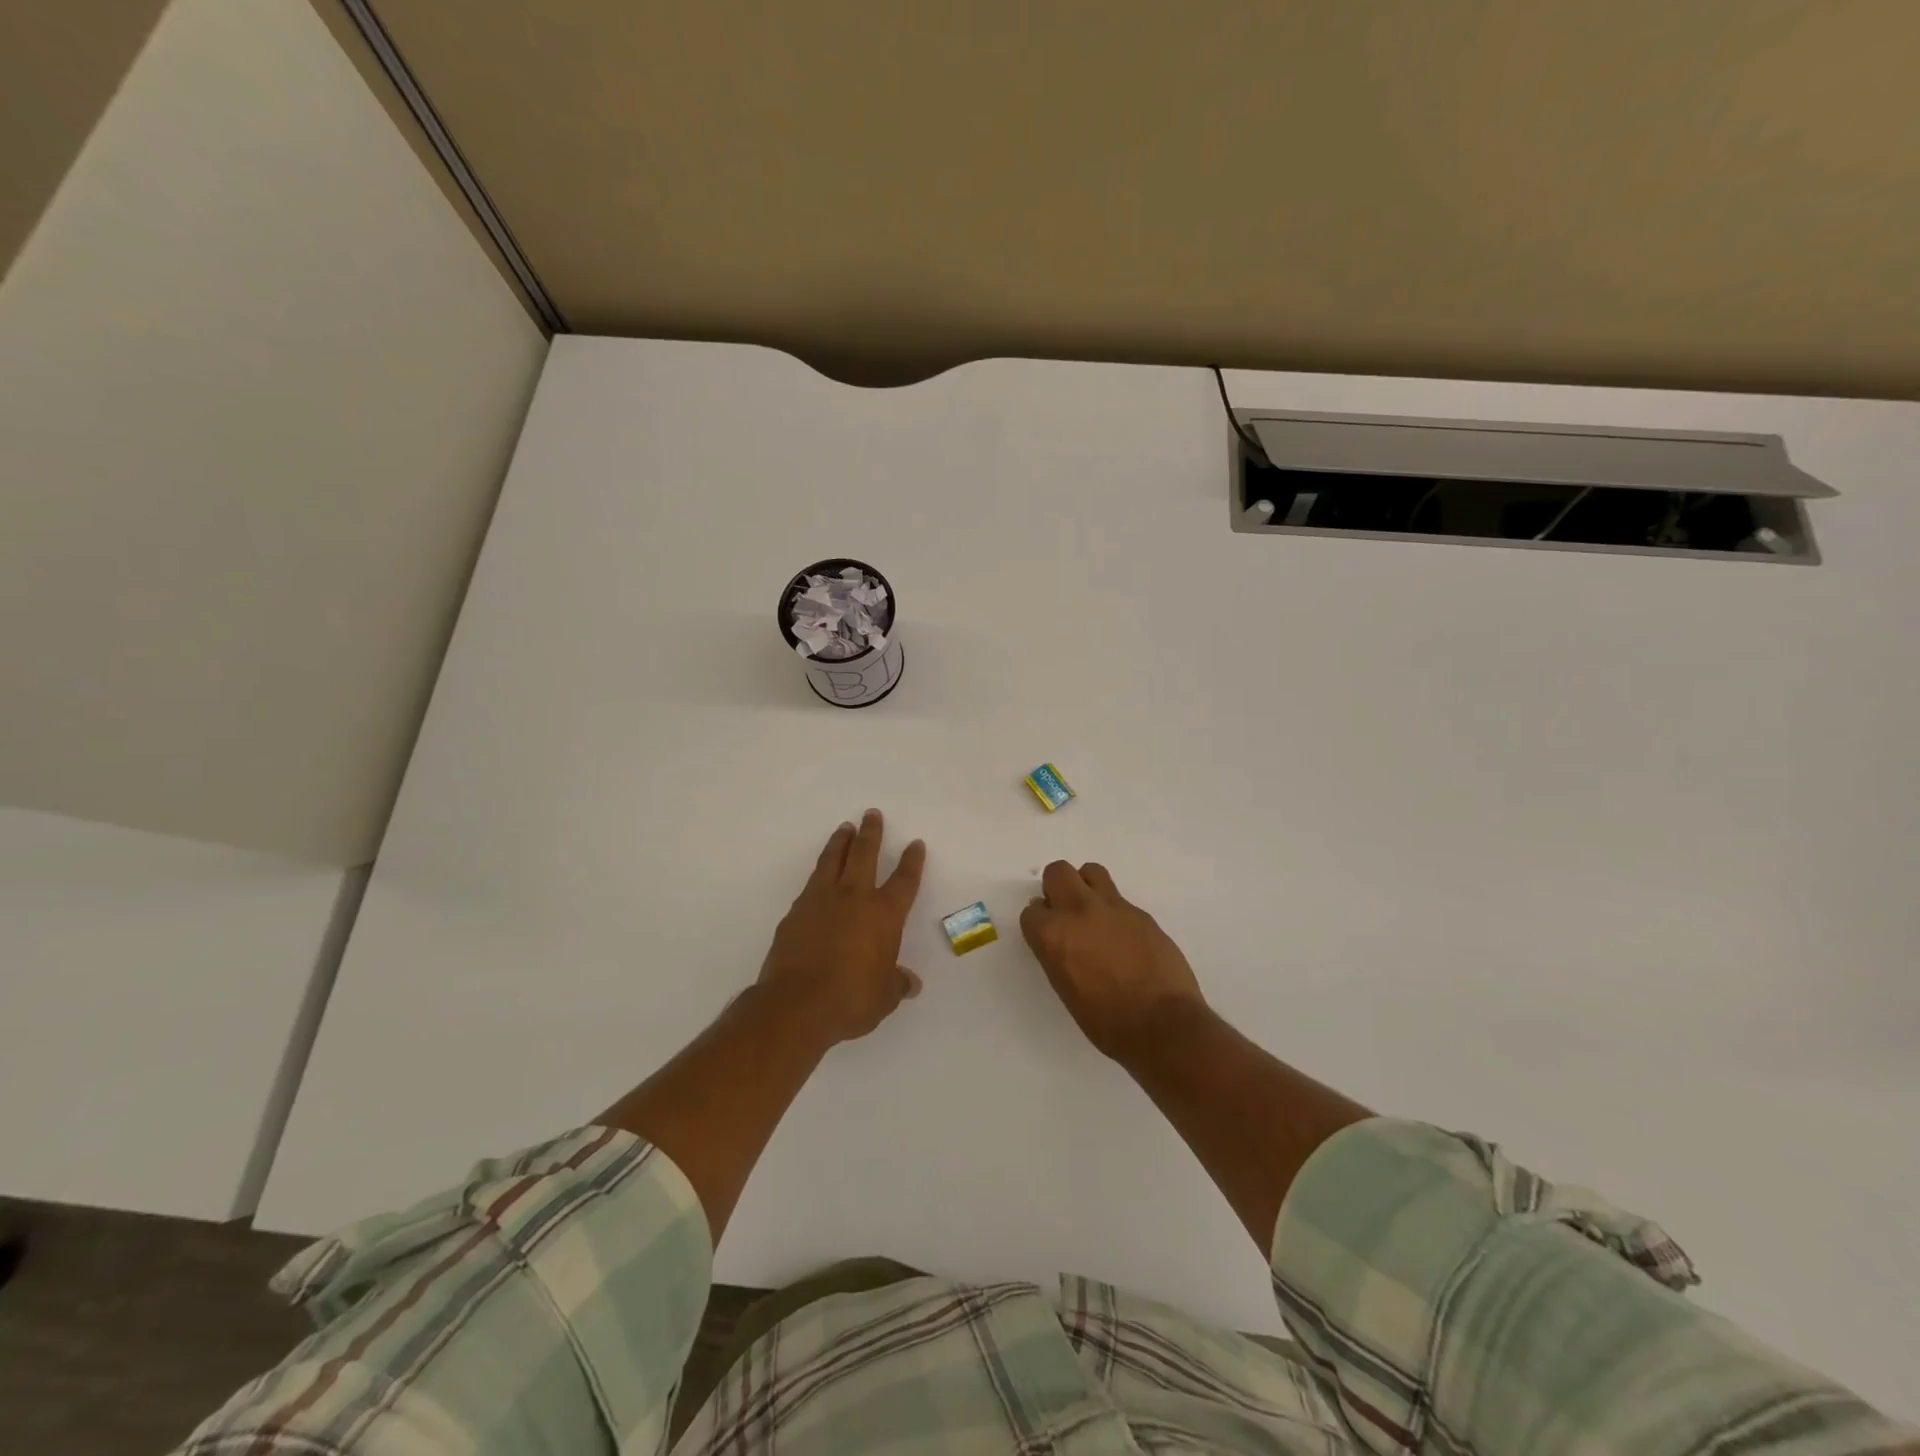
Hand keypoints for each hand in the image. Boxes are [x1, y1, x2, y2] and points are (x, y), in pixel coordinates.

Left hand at [758, 809, 925, 1045]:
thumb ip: (897, 984)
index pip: (904, 881)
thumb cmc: (851, 998)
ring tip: (845, 828)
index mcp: (884, 914)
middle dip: (871, 833)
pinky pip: (811, 883)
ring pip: (833, 860)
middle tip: (872, 814)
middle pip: (865, 854)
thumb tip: (910, 983)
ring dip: (841, 842)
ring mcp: (821, 901)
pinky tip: (819, 875)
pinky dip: (819, 873)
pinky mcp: (795, 912)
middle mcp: (854, 898)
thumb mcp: (884, 996)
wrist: (797, 1004)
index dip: (912, 861)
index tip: (915, 844)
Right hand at [1021, 861, 1205, 1063]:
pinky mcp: (1140, 913)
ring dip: (1086, 886)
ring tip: (1094, 913)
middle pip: (1057, 873)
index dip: (1040, 923)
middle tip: (1066, 913)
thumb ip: (1057, 953)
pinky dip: (1115, 911)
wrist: (1162, 1024)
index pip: (1032, 911)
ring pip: (1091, 871)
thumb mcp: (1065, 988)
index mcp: (1053, 934)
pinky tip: (1123, 937)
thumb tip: (1061, 937)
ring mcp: (1113, 907)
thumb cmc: (1105, 1021)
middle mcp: (1078, 911)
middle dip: (1057, 888)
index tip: (1048, 935)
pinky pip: (1119, 899)